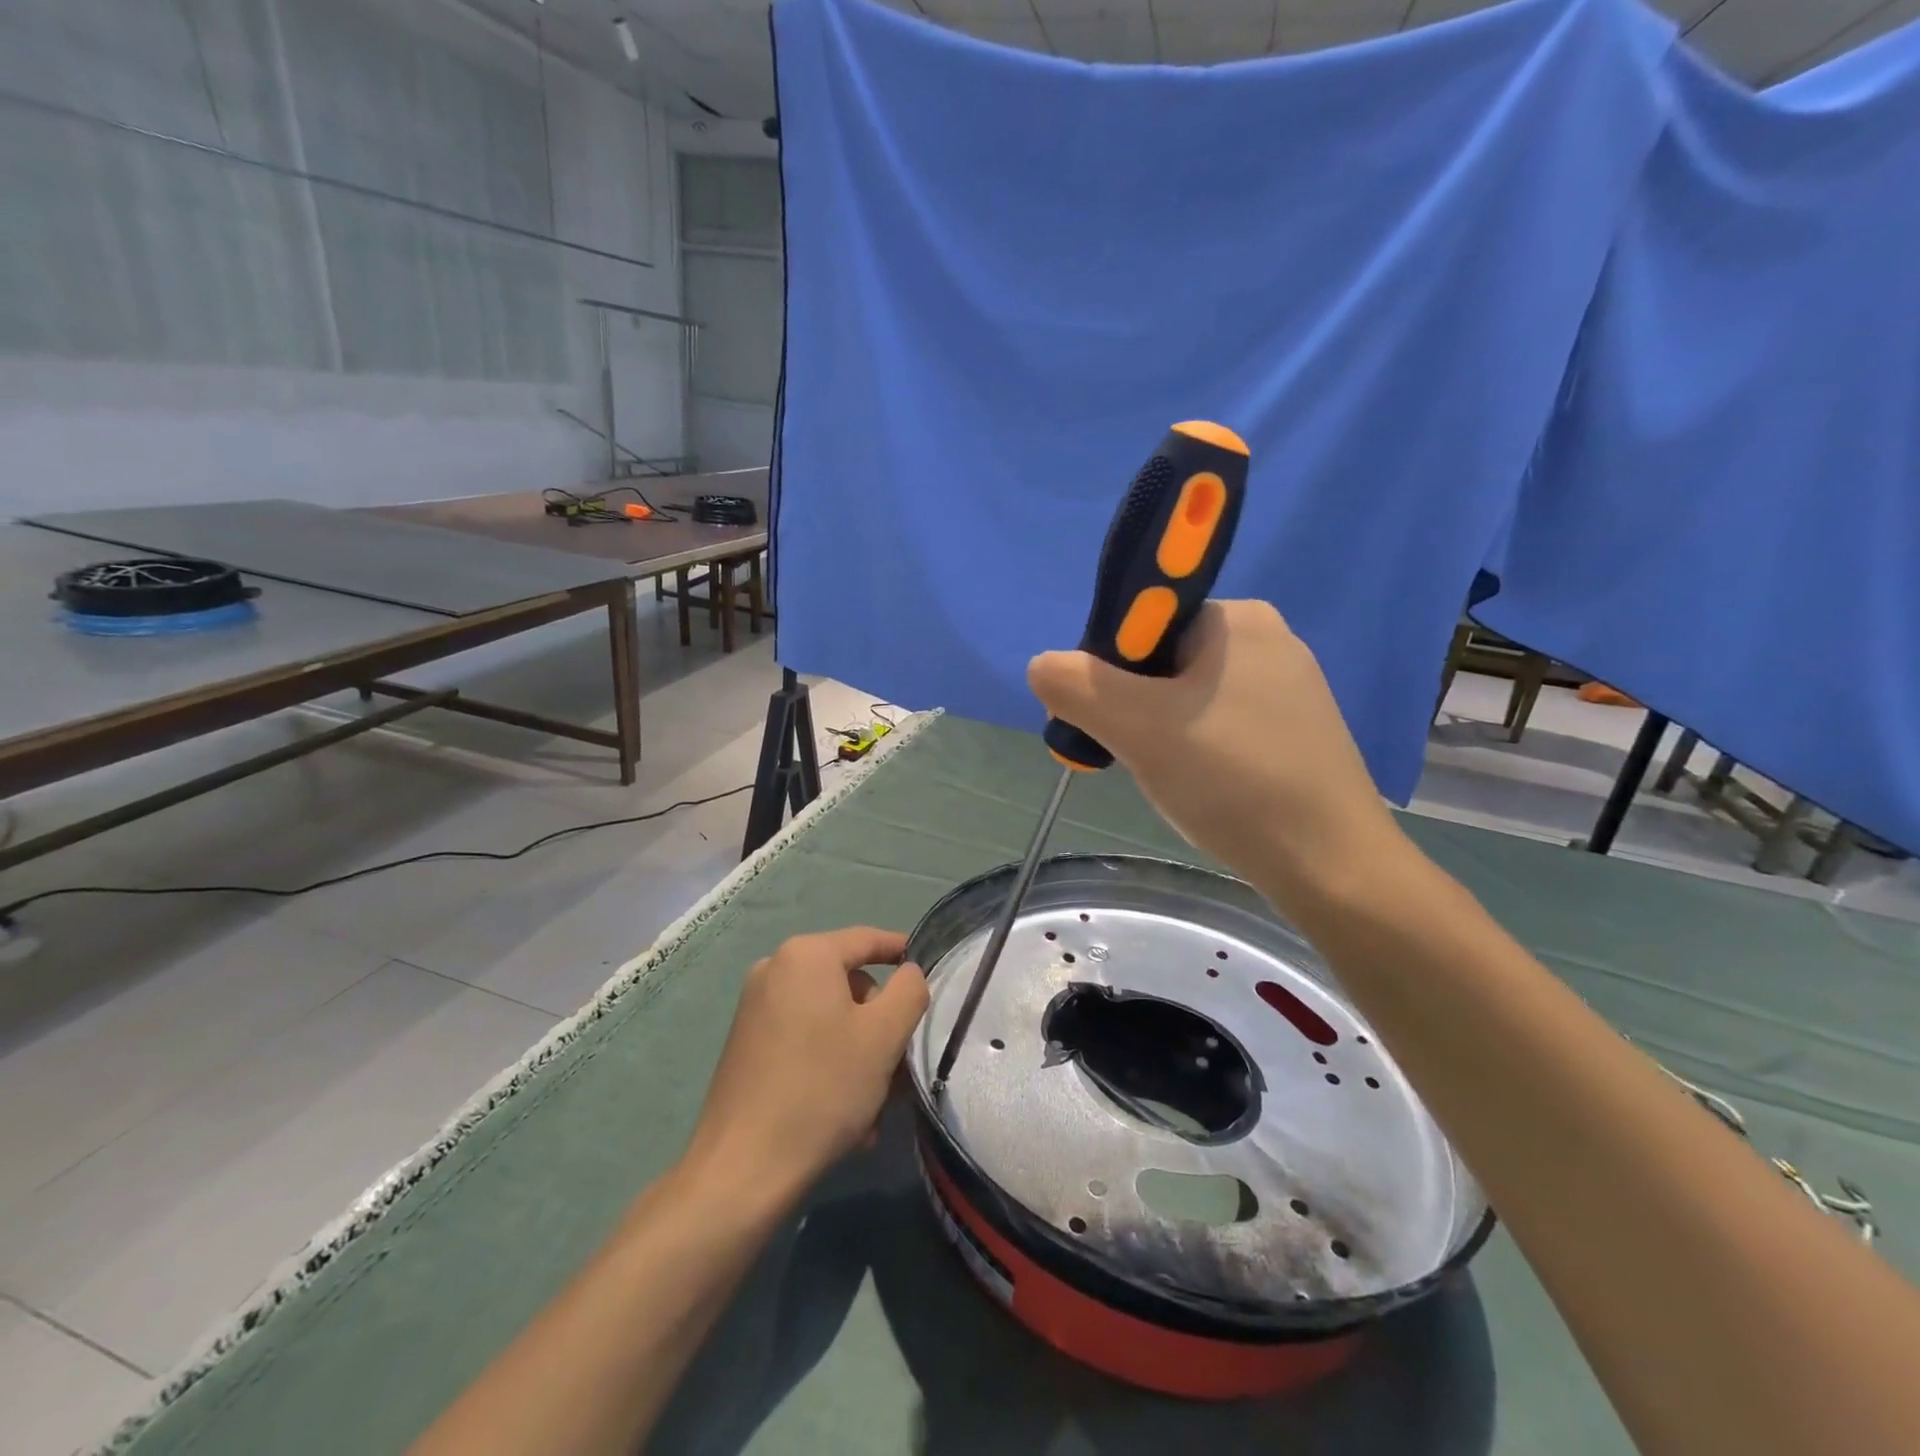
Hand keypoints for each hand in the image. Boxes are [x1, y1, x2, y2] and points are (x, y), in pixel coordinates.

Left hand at [683, 928, 928, 1202]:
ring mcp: (756, 1007)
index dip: (902, 952)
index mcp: (807, 955)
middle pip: (849, 982)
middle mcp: (775, 969)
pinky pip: (804, 1038)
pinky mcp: (746, 1043)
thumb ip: (909, 991)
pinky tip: (844, 1112)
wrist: (742, 1168)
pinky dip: (830, 1062)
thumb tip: (909, 974)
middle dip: (879, 1022)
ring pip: (829, 1017)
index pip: (868, 939)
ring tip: (875, 1103)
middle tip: (899, 1065)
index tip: (929, 972)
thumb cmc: (822, 1088)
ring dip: (859, 1051)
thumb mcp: (884, 1036)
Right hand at [1027, 600, 1401, 904]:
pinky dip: (1196, 750)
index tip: (1108, 718)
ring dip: (1161, 733)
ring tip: (1173, 778)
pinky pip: (1220, 725)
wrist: (1331, 866)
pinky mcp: (1296, 733)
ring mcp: (1288, 688)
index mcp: (1237, 618)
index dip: (1110, 667)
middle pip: (1162, 661)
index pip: (1144, 621)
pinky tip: (1204, 787)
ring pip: (1188, 698)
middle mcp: (1268, 640)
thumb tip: (1041, 665)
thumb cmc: (1233, 780)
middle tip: (1137, 755)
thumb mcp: (1138, 727)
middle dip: (1135, 707)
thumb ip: (1078, 687)